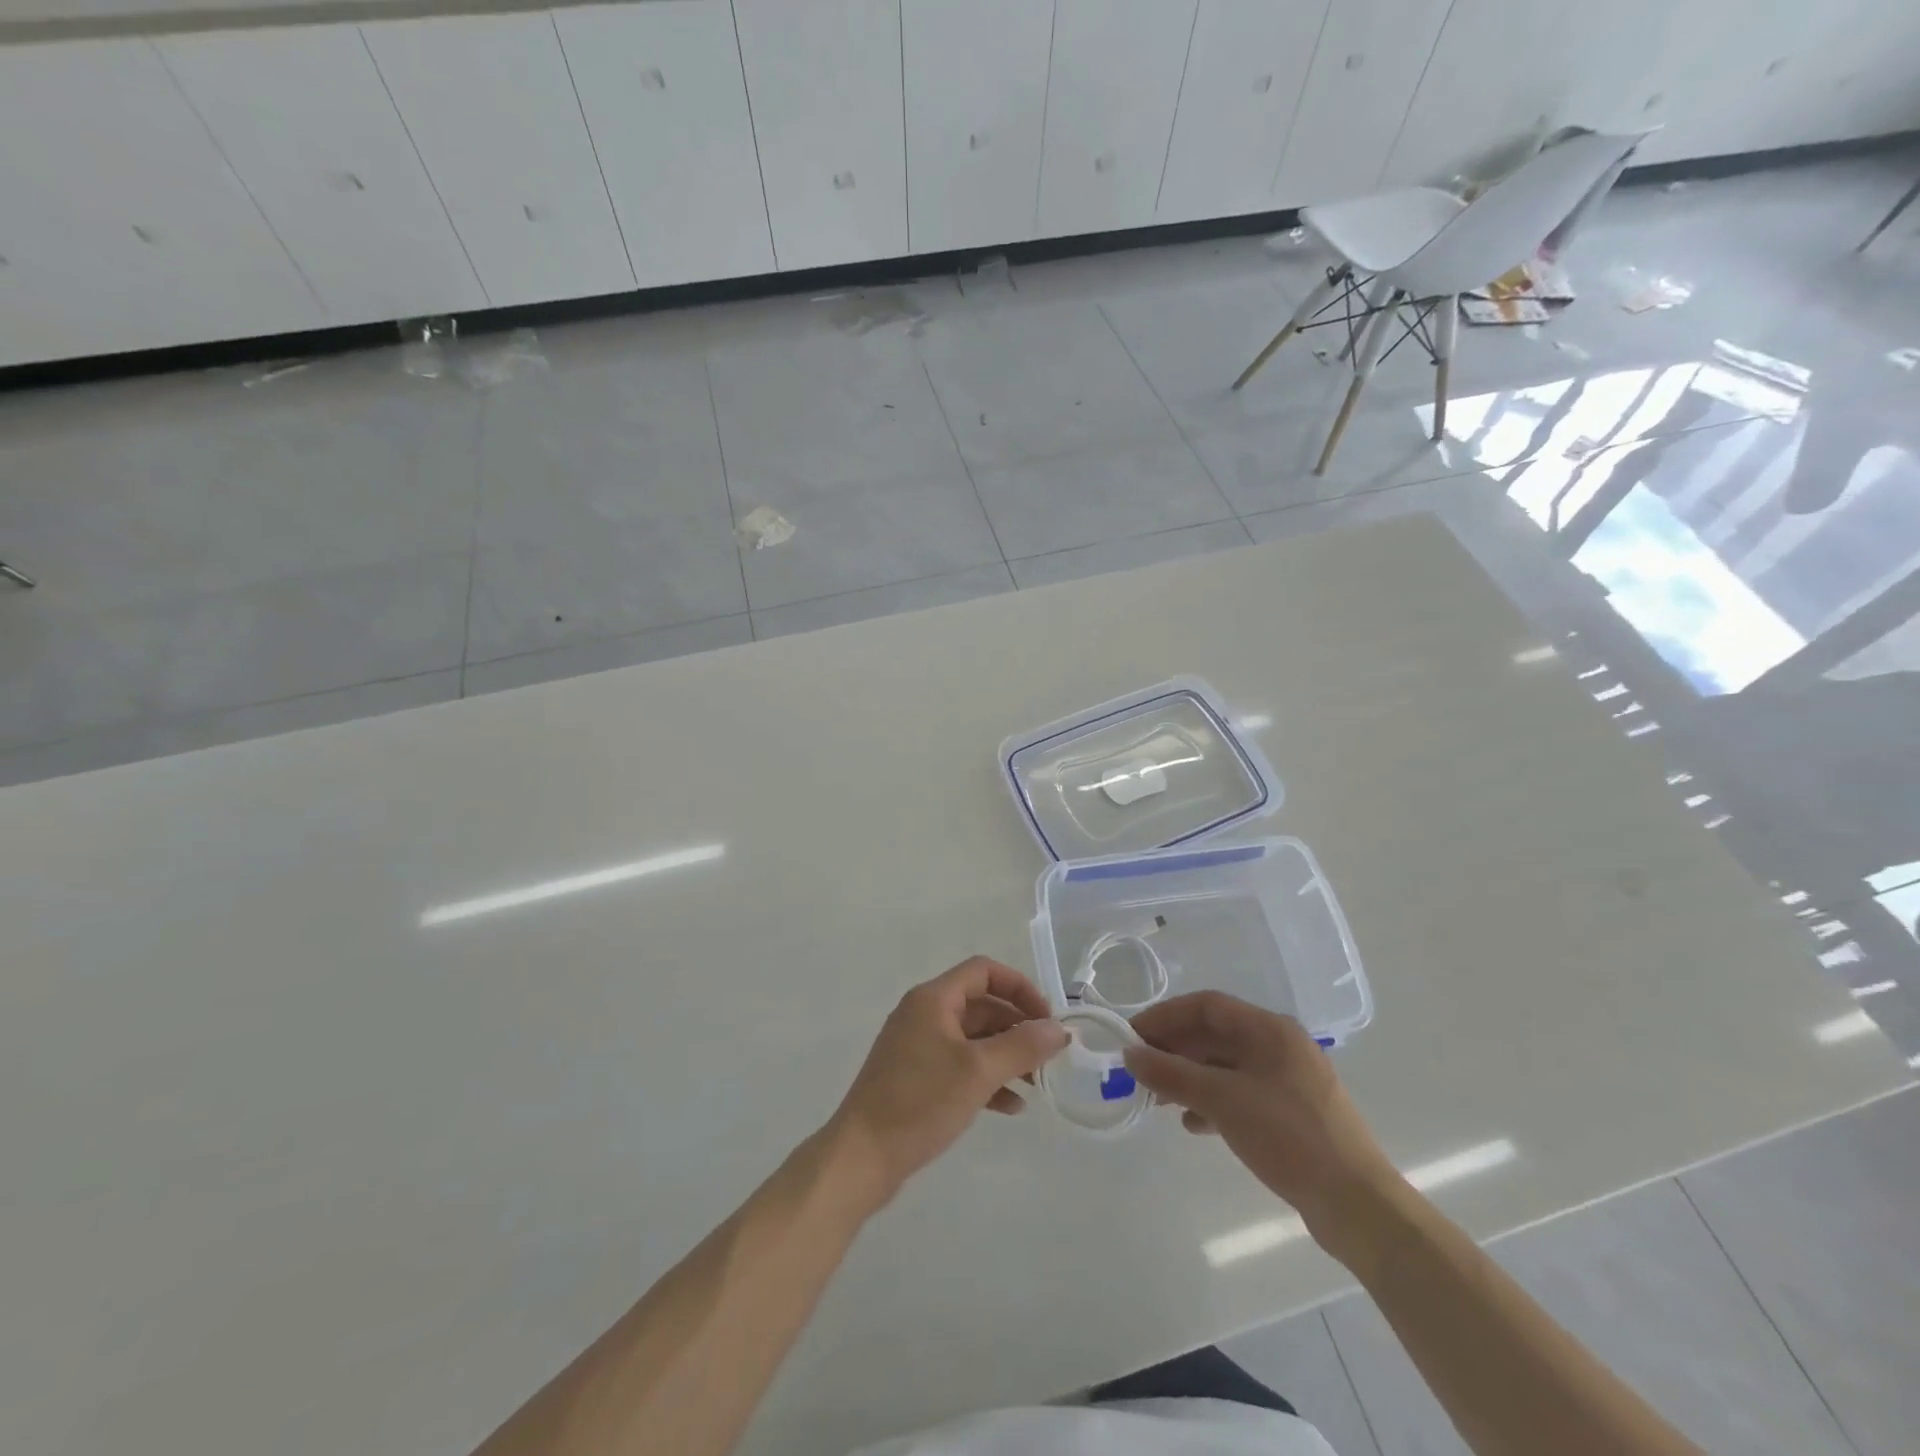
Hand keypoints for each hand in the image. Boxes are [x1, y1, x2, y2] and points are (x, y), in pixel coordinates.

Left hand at [828, 957, 1066, 1206]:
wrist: (861, 1157)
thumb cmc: (920, 1102)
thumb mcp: (977, 1072)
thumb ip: (1022, 1047)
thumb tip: (1058, 1029)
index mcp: (934, 999)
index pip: (984, 971)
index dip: (1019, 988)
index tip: (1046, 1019)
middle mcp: (924, 1014)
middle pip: (981, 1005)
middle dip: (1017, 1027)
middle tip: (1048, 1057)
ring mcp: (917, 1047)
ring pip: (973, 1039)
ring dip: (1005, 1056)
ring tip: (1036, 1085)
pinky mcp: (915, 1078)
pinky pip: (959, 1066)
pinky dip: (986, 1079)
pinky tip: (1010, 1107)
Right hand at [1124, 992, 1398, 1248]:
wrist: (1357, 1205)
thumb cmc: (1288, 1136)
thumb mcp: (1222, 1100)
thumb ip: (1172, 1073)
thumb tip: (1130, 1054)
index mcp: (1270, 1029)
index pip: (1206, 1005)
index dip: (1165, 1016)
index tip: (1132, 1036)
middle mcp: (1280, 1046)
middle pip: (1215, 1035)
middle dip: (1175, 1049)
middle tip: (1139, 1070)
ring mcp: (1288, 1081)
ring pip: (1226, 1066)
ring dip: (1190, 1077)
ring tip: (1159, 1100)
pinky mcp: (1292, 1113)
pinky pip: (1240, 1093)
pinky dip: (1212, 1102)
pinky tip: (1194, 1124)